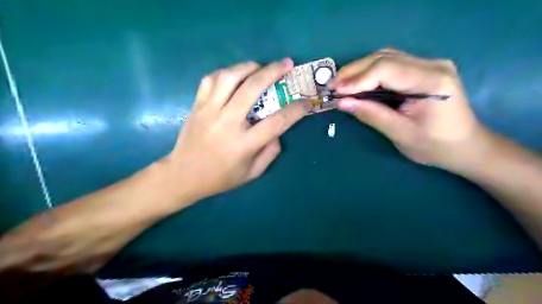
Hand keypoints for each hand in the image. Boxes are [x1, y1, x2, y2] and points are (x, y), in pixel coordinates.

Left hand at [163, 59, 311, 201]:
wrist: (183, 175)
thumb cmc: (220, 177)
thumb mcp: (252, 173)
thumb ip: (270, 152)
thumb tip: (278, 132)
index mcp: (244, 144)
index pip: (277, 122)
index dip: (296, 110)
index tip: (307, 101)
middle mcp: (227, 123)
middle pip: (252, 88)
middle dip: (273, 71)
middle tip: (286, 63)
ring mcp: (209, 111)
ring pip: (229, 77)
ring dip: (248, 67)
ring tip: (260, 66)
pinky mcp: (197, 105)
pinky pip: (210, 79)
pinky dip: (225, 72)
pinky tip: (234, 75)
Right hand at [333, 48, 489, 170]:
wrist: (465, 146)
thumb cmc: (435, 146)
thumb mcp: (400, 134)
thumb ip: (371, 115)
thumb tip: (342, 103)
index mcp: (431, 80)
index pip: (386, 69)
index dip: (357, 79)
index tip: (335, 92)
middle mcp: (432, 65)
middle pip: (384, 58)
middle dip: (354, 72)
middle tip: (332, 86)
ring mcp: (428, 65)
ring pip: (385, 58)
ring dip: (359, 70)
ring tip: (340, 84)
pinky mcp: (422, 70)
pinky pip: (390, 65)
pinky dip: (369, 73)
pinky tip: (357, 83)